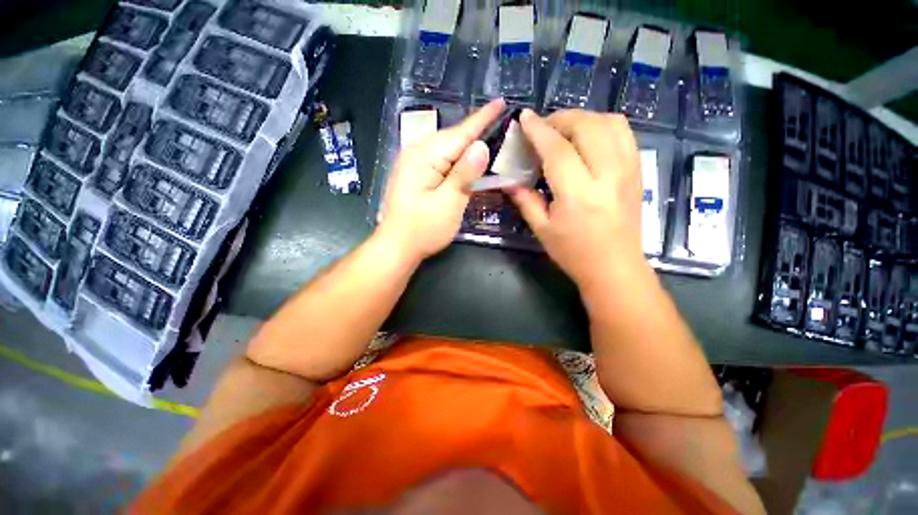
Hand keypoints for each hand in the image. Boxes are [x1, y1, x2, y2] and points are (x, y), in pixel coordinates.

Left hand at [378, 99, 504, 259]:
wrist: (396, 247)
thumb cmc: (423, 229)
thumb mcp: (448, 203)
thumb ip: (464, 174)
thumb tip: (481, 146)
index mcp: (424, 156)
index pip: (460, 133)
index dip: (482, 119)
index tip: (500, 102)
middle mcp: (416, 153)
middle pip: (452, 138)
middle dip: (476, 131)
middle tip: (501, 124)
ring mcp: (413, 163)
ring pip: (446, 148)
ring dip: (466, 145)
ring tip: (489, 138)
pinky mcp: (414, 174)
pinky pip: (440, 159)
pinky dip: (456, 159)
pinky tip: (466, 160)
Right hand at [508, 109, 644, 286]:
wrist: (615, 267)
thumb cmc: (574, 253)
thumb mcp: (542, 229)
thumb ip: (525, 200)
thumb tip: (509, 180)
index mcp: (578, 194)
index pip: (557, 150)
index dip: (539, 130)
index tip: (524, 118)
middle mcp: (608, 175)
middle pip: (587, 126)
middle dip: (560, 119)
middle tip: (542, 129)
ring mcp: (628, 170)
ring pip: (610, 122)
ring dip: (583, 119)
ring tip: (564, 132)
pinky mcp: (638, 171)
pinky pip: (624, 133)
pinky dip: (602, 126)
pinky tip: (587, 139)